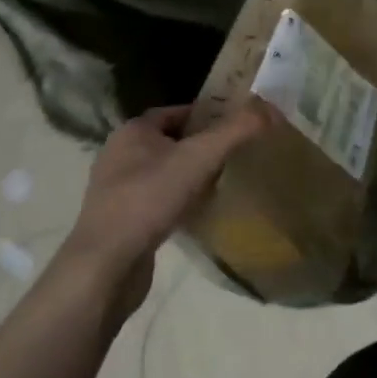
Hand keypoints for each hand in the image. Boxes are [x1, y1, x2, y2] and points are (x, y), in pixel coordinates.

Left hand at [65, 101, 275, 310]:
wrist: (105, 267)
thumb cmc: (149, 199)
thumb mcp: (200, 157)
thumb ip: (237, 130)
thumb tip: (271, 110)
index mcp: (133, 131)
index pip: (179, 111)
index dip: (210, 115)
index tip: (238, 127)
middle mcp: (120, 154)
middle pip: (173, 141)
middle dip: (203, 147)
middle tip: (235, 156)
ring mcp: (116, 190)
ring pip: (165, 172)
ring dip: (191, 176)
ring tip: (221, 184)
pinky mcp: (120, 221)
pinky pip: (157, 200)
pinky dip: (178, 202)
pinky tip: (197, 214)